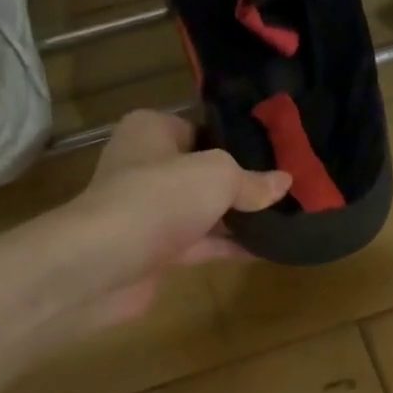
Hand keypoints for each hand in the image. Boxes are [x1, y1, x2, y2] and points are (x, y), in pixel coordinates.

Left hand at [44, 110, 289, 329]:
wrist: (103, 263)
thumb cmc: (159, 198)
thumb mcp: (217, 175)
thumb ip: (252, 180)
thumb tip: (285, 181)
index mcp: (152, 130)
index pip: (202, 128)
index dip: (238, 141)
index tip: (278, 153)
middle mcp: (146, 165)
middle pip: (204, 170)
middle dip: (243, 181)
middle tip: (289, 187)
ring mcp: (150, 210)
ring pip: (203, 209)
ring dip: (238, 216)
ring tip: (287, 217)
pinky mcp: (154, 249)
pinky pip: (200, 242)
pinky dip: (228, 245)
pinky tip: (265, 248)